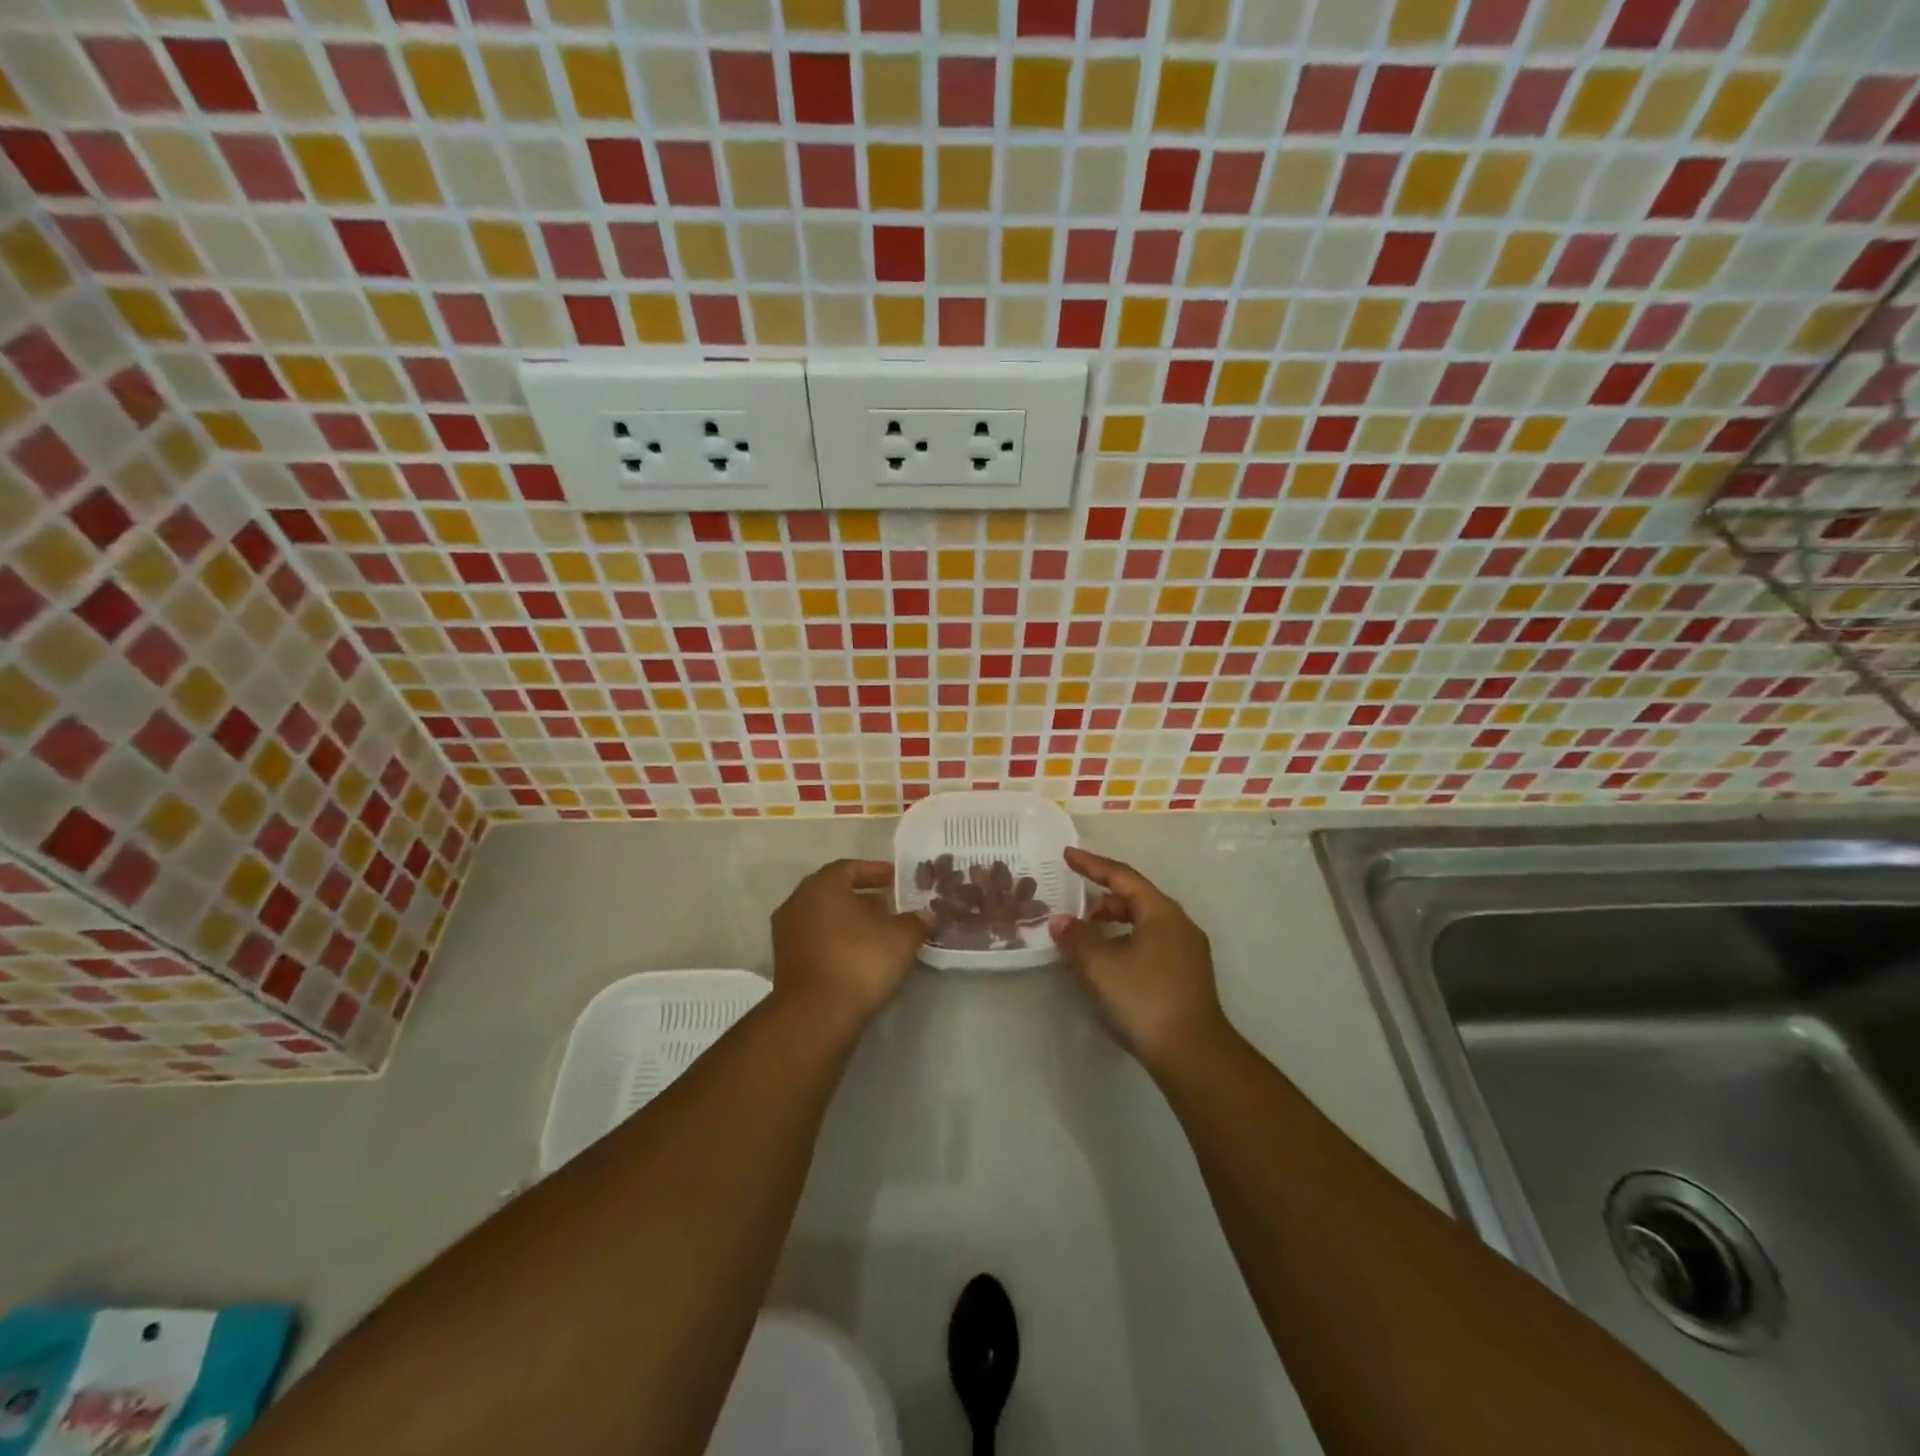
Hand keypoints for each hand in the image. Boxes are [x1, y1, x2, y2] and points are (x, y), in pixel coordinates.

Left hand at [771, 859, 927, 1028]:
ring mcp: (787, 935)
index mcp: (822, 886)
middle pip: (834, 893)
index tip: (895, 879)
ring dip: (850, 923)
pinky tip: (861, 958)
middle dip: (863, 899)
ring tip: (879, 935)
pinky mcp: (785, 965)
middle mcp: (797, 903)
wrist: (815, 1017)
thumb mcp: (901, 938)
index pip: (849, 868)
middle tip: (890, 907)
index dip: (874, 871)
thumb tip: (923, 916)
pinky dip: (838, 944)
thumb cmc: (859, 962)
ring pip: (824, 919)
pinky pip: (817, 942)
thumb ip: (915, 921)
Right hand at [1050, 847, 1228, 1071]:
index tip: (1067, 855)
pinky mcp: (1187, 977)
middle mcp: (1179, 924)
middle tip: (1073, 908)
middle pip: (1135, 899)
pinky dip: (1125, 943)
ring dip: (1112, 925)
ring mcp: (1187, 952)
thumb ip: (1076, 937)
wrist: (1193, 1054)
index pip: (1122, 877)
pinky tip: (1108, 965)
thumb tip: (1061, 921)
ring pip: (1143, 924)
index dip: (1092, 864)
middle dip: (1101, 900)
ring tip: (1085, 938)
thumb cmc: (1144, 998)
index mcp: (1161, 912)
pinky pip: (1150, 945)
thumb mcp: (1099, 965)